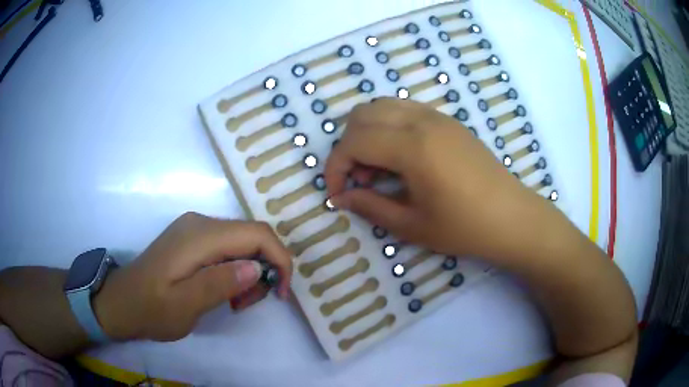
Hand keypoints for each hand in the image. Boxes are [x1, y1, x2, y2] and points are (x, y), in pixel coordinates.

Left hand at [93, 212, 292, 341]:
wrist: (121, 302)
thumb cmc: (151, 308)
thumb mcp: (184, 306)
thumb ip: (219, 284)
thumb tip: (257, 268)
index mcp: (199, 235)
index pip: (256, 234)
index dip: (279, 260)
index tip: (281, 293)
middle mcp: (201, 223)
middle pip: (252, 236)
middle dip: (264, 269)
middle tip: (249, 303)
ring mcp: (195, 229)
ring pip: (242, 242)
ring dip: (250, 271)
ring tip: (235, 301)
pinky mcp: (192, 239)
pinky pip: (228, 247)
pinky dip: (236, 269)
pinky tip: (224, 290)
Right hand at [325, 99, 552, 261]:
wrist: (512, 218)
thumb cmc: (465, 227)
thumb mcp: (412, 225)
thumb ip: (370, 207)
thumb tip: (341, 198)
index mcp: (412, 147)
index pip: (353, 141)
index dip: (335, 166)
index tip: (337, 193)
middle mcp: (421, 121)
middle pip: (362, 115)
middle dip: (349, 146)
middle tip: (361, 180)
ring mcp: (437, 116)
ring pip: (382, 106)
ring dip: (368, 132)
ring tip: (380, 168)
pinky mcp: (448, 121)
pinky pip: (404, 109)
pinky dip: (388, 126)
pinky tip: (401, 157)